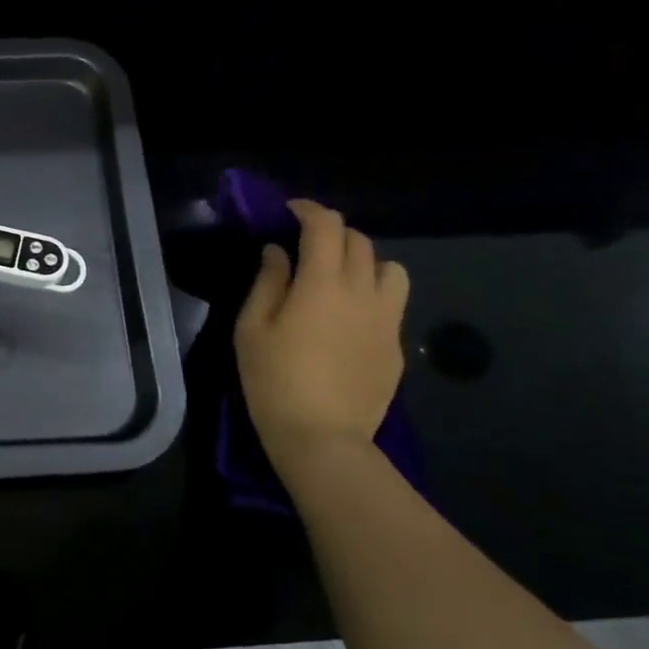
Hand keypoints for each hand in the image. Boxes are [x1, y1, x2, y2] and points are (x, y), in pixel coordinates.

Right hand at [234, 199, 409, 473]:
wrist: (322, 438)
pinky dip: (372, 296)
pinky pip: (391, 304)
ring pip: (390, 268)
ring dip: (364, 262)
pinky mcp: (396, 346)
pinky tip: (349, 321)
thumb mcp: (252, 329)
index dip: (308, 210)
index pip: (326, 225)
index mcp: (322, 283)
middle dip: (332, 233)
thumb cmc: (274, 380)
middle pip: (359, 241)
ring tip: (339, 279)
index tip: (289, 213)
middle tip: (306, 247)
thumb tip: (278, 253)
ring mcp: (386, 319)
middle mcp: (363, 291)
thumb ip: (267, 283)